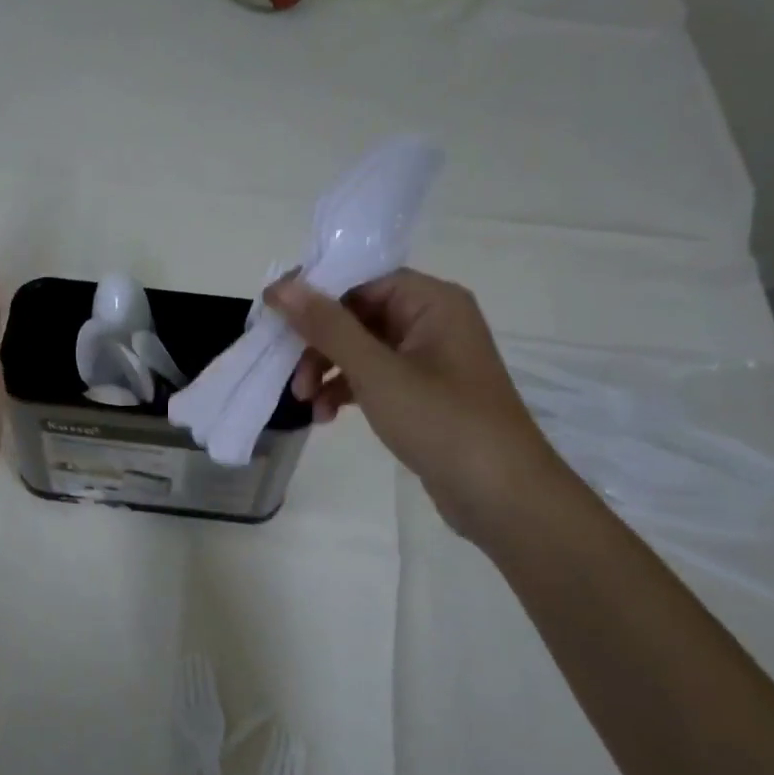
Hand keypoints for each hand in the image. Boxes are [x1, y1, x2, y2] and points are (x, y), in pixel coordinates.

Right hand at [267, 269, 568, 540]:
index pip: (362, 279)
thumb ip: (327, 327)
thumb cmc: (441, 421)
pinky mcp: (423, 395)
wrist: (500, 495)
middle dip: (318, 345)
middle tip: (291, 377)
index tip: (273, 317)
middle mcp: (432, 322)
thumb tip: (282, 286)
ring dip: (327, 372)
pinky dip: (347, 392)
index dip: (315, 294)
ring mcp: (429, 361)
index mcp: (432, 302)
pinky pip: (374, 379)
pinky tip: (325, 417)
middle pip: (358, 316)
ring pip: (362, 351)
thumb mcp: (376, 371)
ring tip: (304, 403)